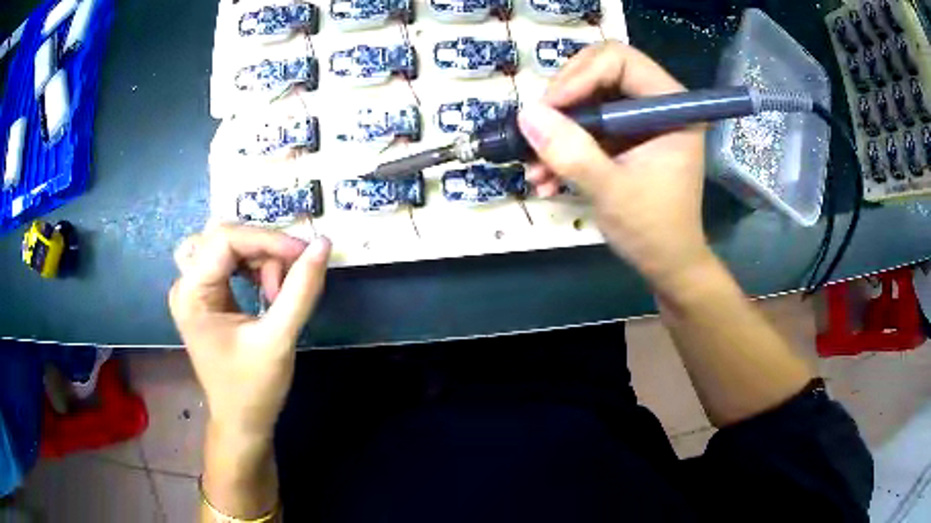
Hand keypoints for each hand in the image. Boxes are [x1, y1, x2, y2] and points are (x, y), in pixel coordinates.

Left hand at [169, 224, 330, 437]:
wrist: (241, 421)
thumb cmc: (254, 388)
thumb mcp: (279, 339)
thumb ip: (301, 290)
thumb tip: (322, 245)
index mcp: (192, 294)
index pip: (225, 239)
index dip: (267, 239)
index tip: (304, 254)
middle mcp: (185, 284)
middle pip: (220, 235)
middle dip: (259, 248)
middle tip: (287, 276)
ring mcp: (193, 289)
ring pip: (224, 244)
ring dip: (256, 257)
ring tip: (277, 291)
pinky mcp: (205, 296)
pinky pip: (227, 261)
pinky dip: (251, 267)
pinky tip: (267, 290)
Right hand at [517, 41, 711, 291]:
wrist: (667, 265)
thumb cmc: (653, 231)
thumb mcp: (611, 192)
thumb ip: (571, 153)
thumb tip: (526, 114)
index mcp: (672, 106)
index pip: (619, 60)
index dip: (578, 76)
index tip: (547, 110)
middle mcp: (657, 103)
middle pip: (598, 72)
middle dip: (562, 102)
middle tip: (536, 131)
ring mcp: (639, 119)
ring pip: (587, 98)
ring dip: (556, 129)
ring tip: (534, 166)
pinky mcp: (625, 137)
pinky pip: (586, 125)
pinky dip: (564, 146)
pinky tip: (545, 177)